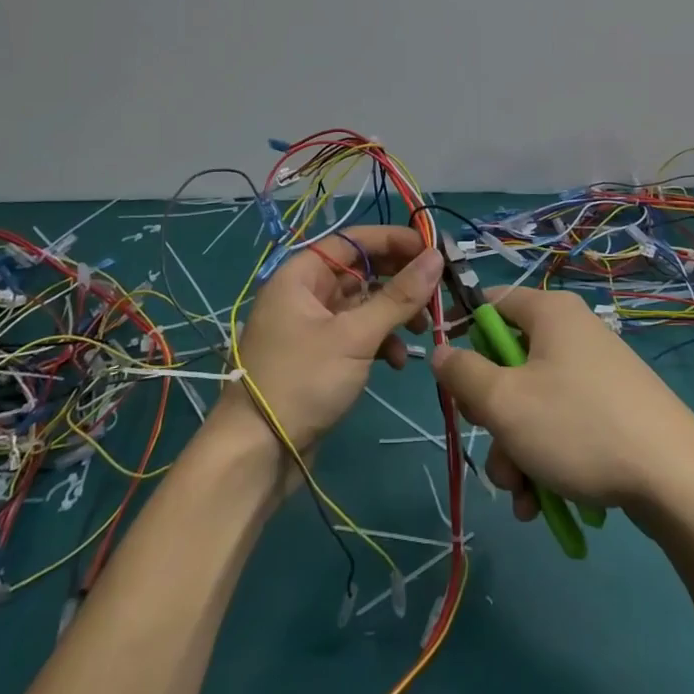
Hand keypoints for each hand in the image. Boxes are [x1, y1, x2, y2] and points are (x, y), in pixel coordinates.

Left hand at [219, 227, 442, 454]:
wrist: (257, 453)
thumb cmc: (302, 381)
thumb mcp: (355, 336)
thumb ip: (398, 296)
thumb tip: (436, 257)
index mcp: (302, 274)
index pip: (355, 240)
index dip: (395, 240)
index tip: (433, 250)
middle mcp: (306, 292)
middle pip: (362, 271)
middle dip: (400, 281)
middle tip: (436, 292)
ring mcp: (313, 325)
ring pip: (364, 304)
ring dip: (395, 314)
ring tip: (422, 331)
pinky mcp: (322, 355)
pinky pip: (358, 334)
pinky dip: (381, 342)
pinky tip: (398, 361)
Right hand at [430, 285, 693, 520]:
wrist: (678, 480)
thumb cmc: (579, 427)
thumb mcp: (504, 403)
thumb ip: (462, 374)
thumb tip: (442, 352)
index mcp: (550, 312)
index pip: (490, 303)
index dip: (464, 337)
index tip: (456, 380)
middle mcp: (574, 332)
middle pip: (510, 364)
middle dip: (494, 420)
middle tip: (500, 457)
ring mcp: (597, 373)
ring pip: (533, 404)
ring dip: (517, 452)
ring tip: (525, 497)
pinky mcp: (614, 409)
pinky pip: (563, 424)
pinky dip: (547, 459)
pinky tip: (545, 503)